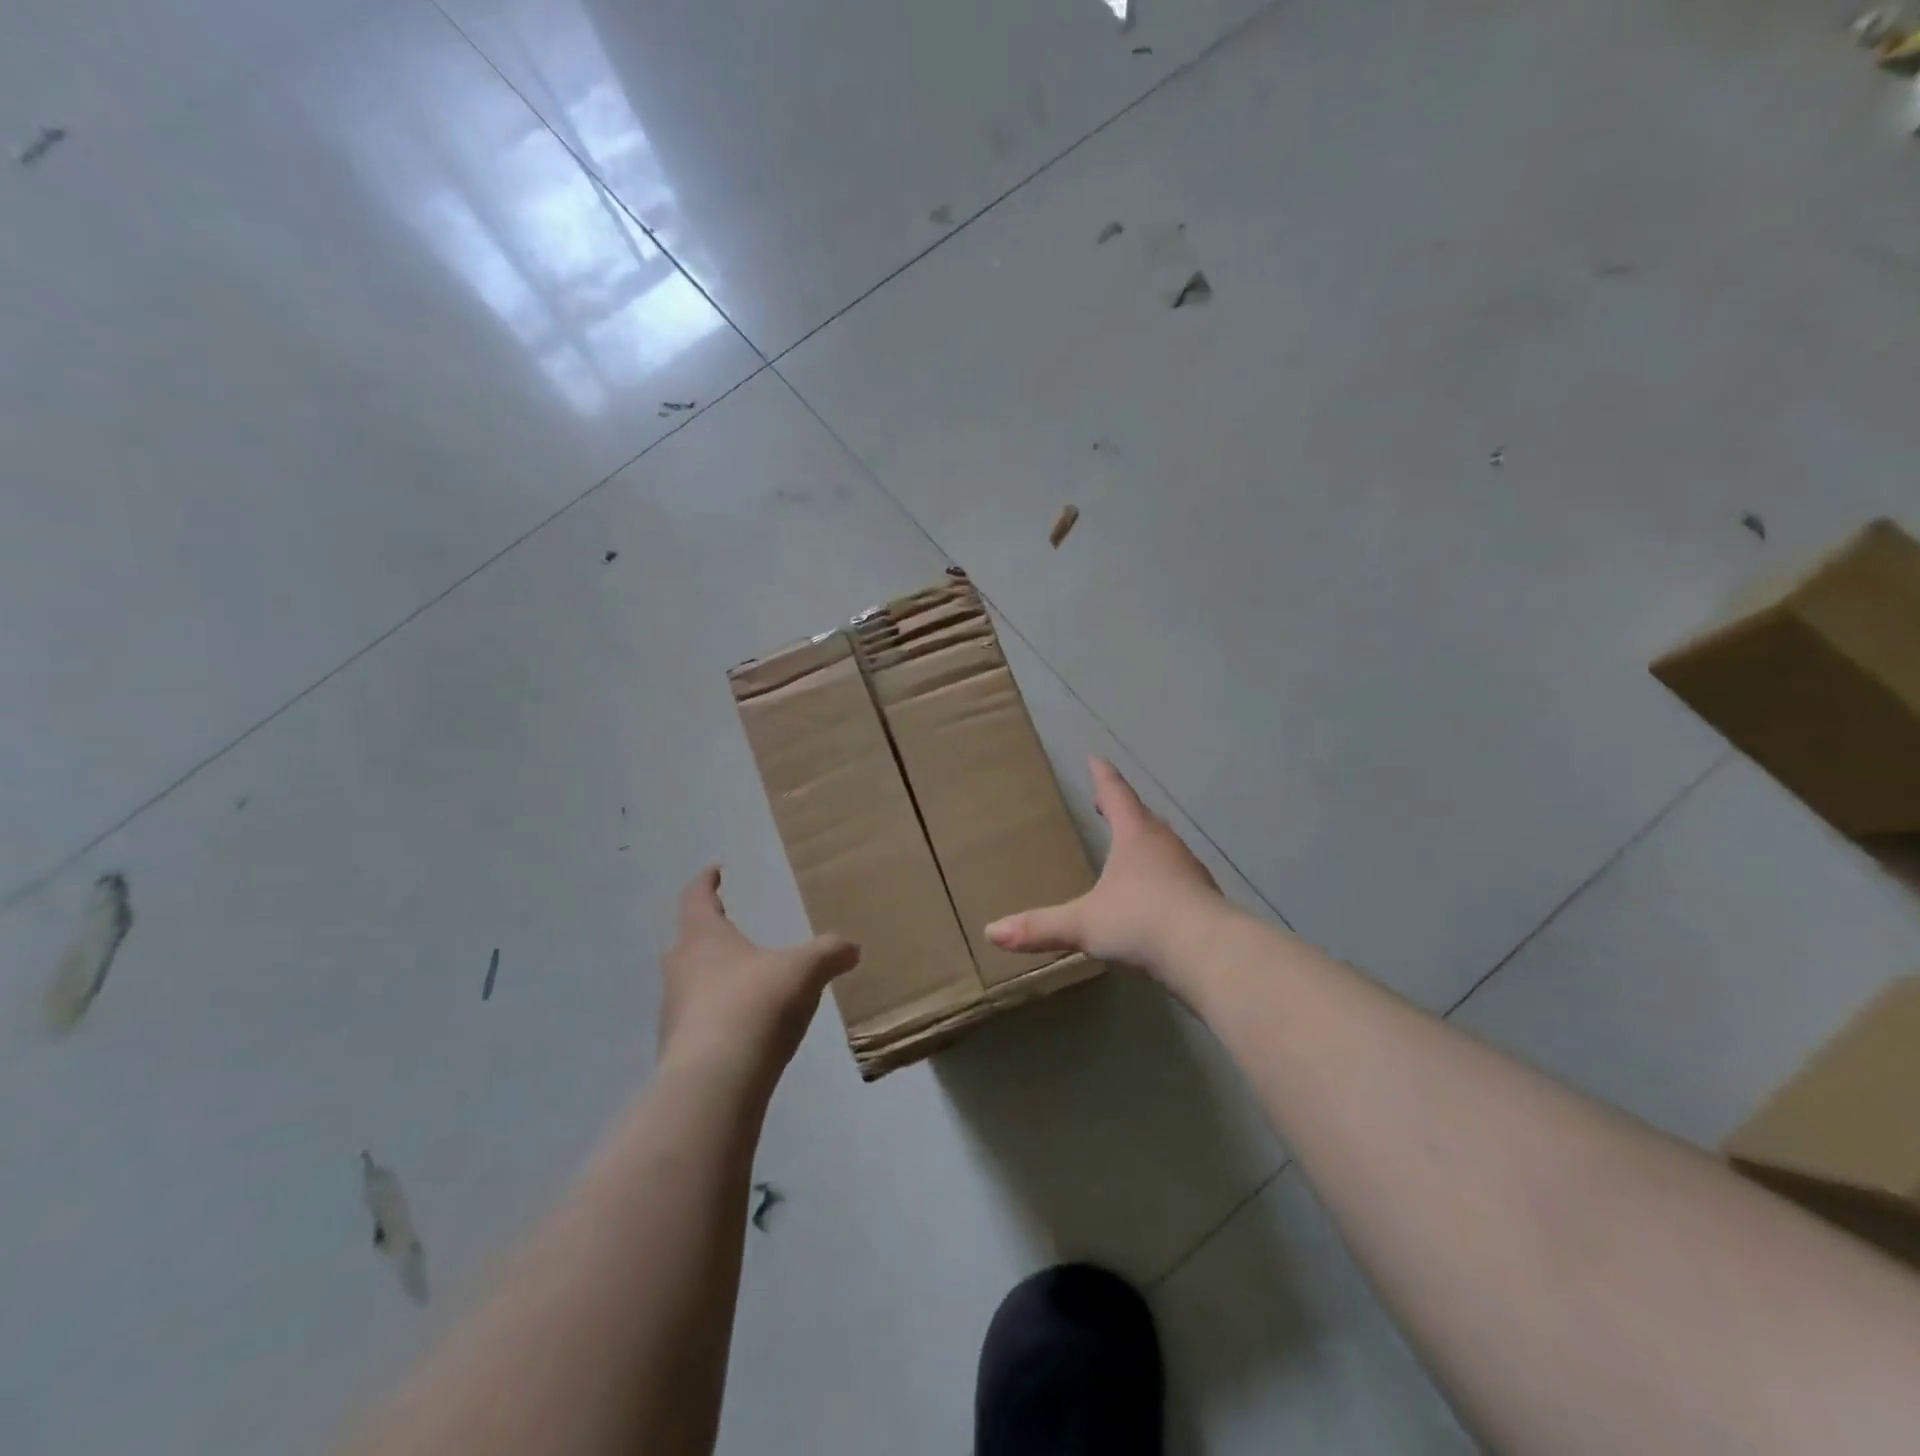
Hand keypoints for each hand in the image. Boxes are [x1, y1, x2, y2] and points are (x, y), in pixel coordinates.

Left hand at [658, 867, 860, 1091]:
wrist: (714, 1083)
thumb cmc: (755, 1005)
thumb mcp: (803, 970)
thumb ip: (828, 953)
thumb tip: (852, 947)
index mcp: (703, 938)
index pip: (696, 898)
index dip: (706, 881)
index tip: (715, 870)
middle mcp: (680, 969)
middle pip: (688, 941)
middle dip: (707, 932)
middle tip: (728, 925)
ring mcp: (674, 1013)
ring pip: (690, 983)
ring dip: (711, 977)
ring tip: (742, 980)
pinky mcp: (679, 1050)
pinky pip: (698, 1022)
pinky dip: (717, 1016)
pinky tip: (742, 1027)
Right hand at [985, 757, 1225, 986]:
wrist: (1209, 954)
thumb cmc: (1140, 921)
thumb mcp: (1084, 924)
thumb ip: (1040, 927)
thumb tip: (992, 931)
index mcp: (1135, 835)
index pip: (1116, 794)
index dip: (1102, 776)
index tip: (1095, 757)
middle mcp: (1164, 844)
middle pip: (1141, 817)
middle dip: (1122, 808)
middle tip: (1106, 803)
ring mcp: (1189, 870)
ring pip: (1162, 845)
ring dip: (1144, 840)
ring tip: (1129, 846)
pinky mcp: (1204, 898)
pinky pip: (1176, 874)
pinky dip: (1161, 873)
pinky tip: (1154, 893)